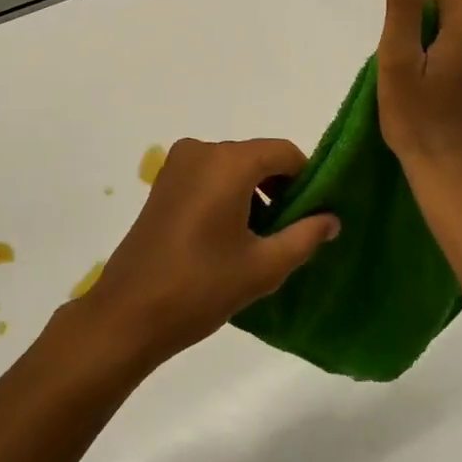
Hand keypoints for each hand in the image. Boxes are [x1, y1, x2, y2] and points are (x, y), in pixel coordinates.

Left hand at [76, 138, 339, 369]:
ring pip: (232, 166)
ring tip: (260, 239)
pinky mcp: (163, 182)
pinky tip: (229, 235)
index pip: (284, 152)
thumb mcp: (263, 266)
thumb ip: (304, 236)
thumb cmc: (201, 286)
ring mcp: (177, 164)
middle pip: (257, 156)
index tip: (315, 213)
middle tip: (290, 231)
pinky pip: (208, 175)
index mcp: (228, 162)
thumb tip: (332, 218)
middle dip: (279, 187)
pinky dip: (227, 193)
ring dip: (253, 192)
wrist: (130, 311)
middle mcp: (202, 150)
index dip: (306, 178)